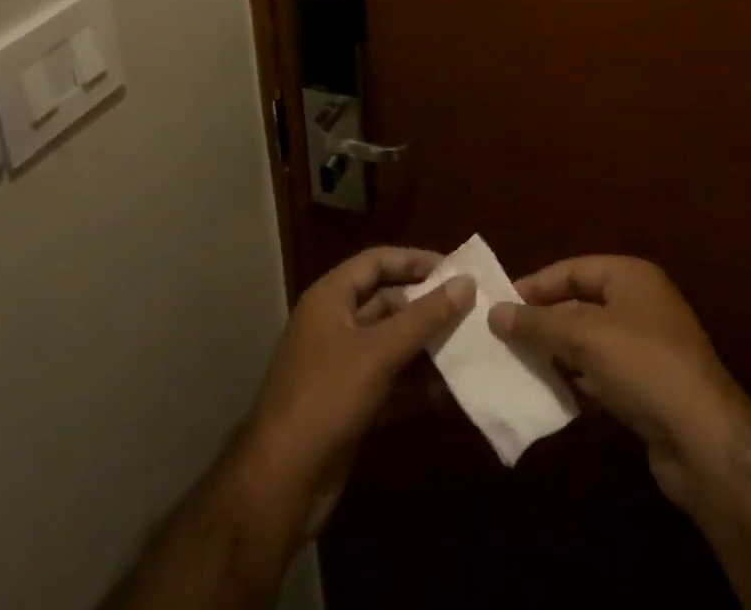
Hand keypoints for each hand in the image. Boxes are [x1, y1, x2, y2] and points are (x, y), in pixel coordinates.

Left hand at [241, 246, 474, 536]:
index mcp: (330, 299)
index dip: (415, 261)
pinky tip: (451, 392)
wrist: (279, 488)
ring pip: (392, 344)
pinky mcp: (350, 405)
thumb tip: (466, 282)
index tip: (455, 269)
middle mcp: (334, 325)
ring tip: (471, 348)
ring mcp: (341, 367)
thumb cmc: (325, 400)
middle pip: (388, 302)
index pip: (377, 262)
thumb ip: (424, 316)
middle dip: (427, 307)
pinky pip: (391, 382)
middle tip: (472, 310)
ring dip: (427, 348)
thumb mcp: (378, 352)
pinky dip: (417, 385)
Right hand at [488, 256, 745, 509]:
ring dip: (559, 354)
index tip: (500, 304)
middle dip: (545, 322)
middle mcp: (641, 304)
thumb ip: (538, 324)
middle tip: (504, 337)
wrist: (704, 439)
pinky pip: (603, 374)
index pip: (573, 269)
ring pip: (590, 342)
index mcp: (631, 276)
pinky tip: (554, 395)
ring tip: (520, 366)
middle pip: (581, 304)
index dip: (536, 285)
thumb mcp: (584, 336)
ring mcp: (647, 347)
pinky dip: (579, 381)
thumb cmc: (643, 366)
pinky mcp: (648, 387)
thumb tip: (494, 313)